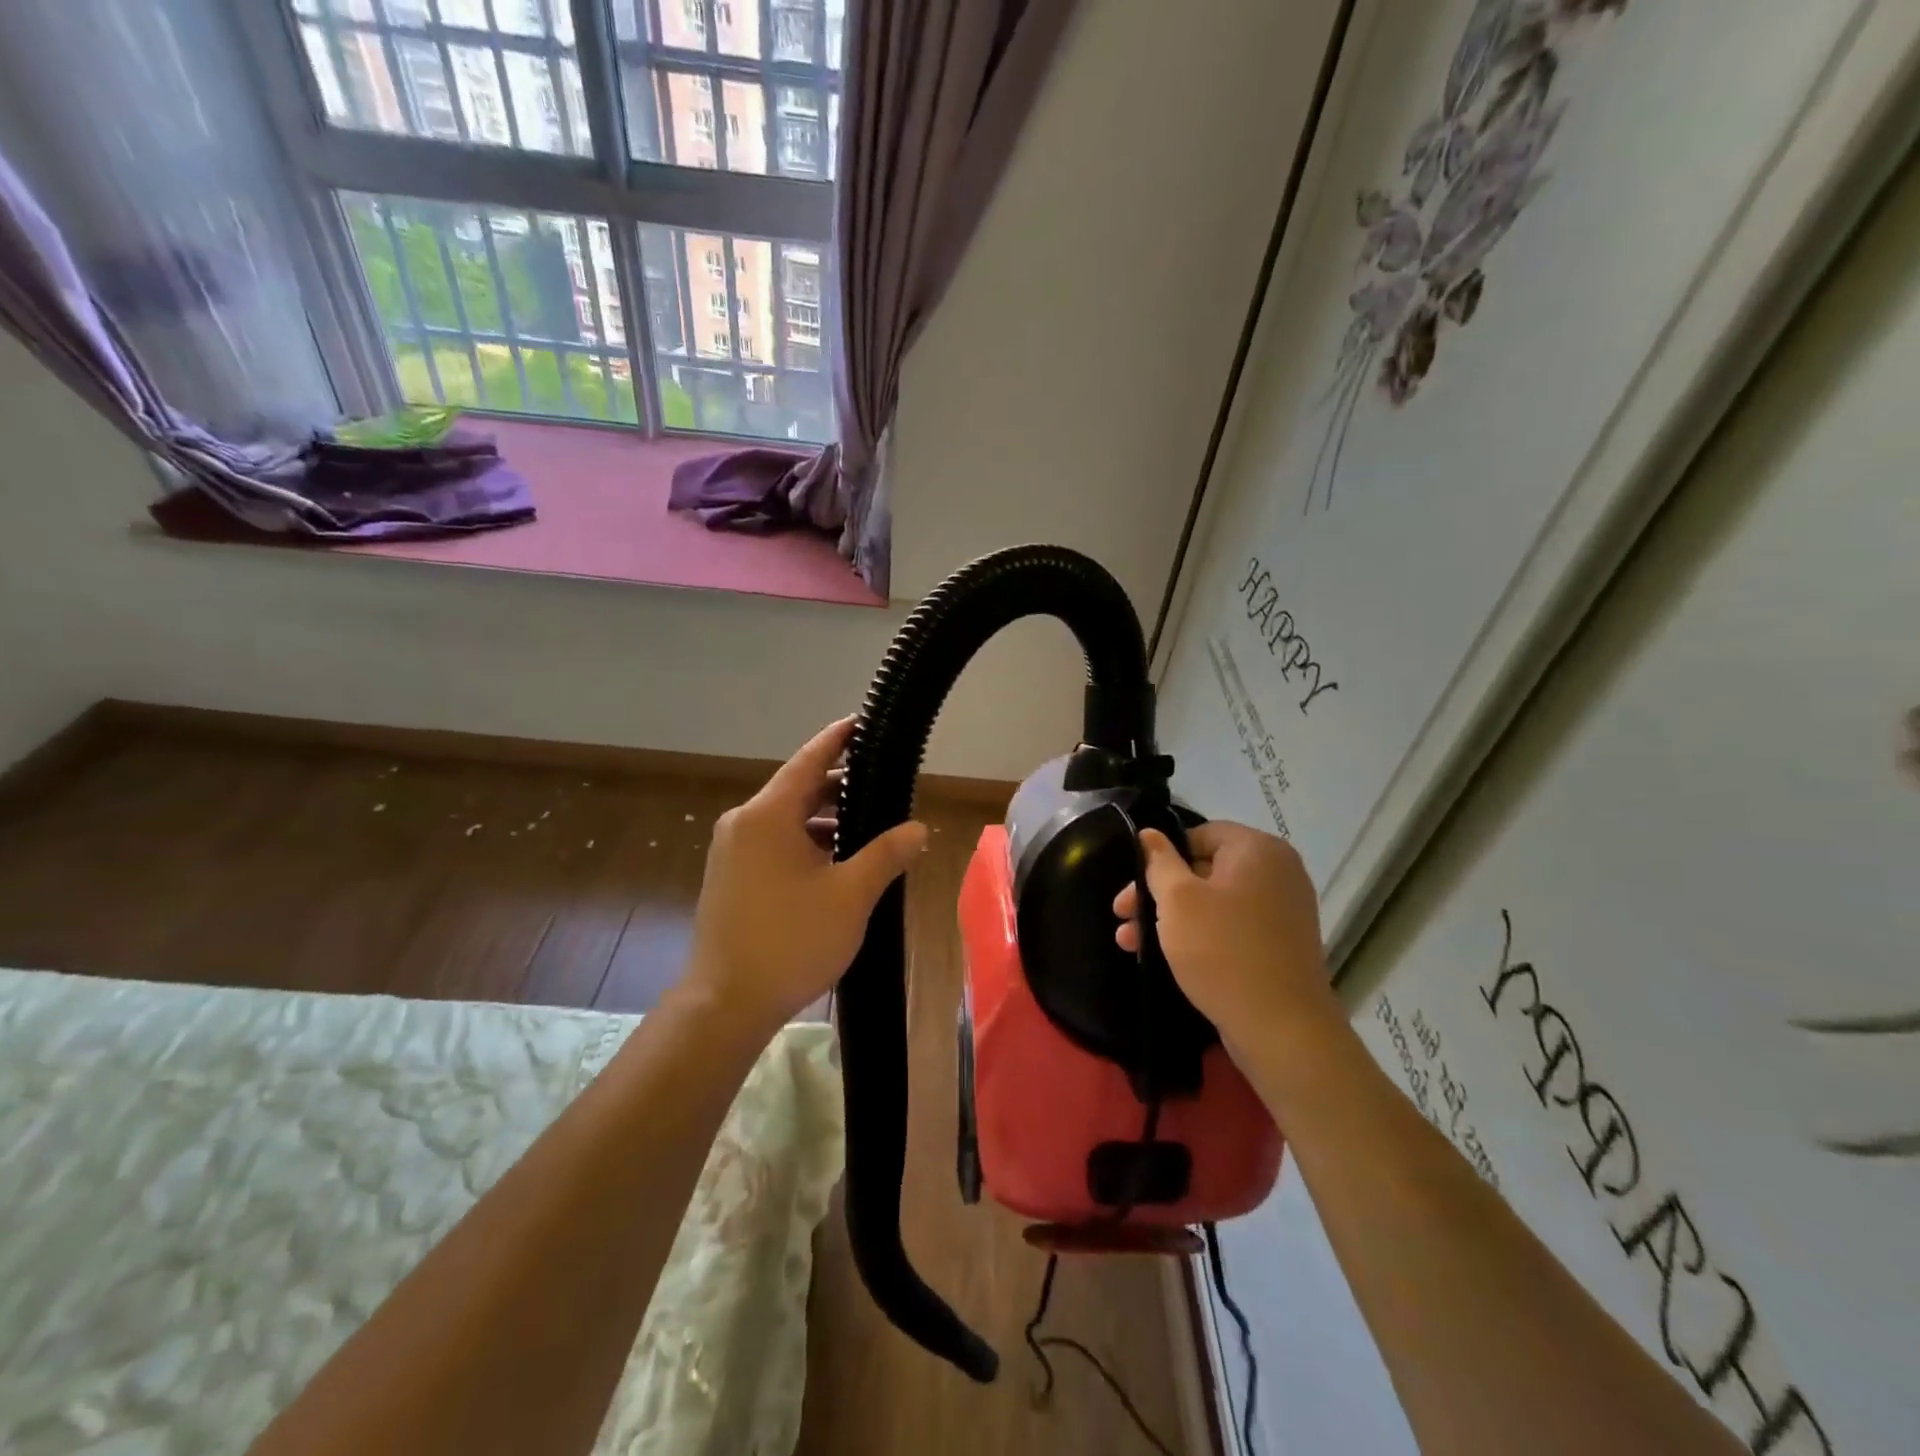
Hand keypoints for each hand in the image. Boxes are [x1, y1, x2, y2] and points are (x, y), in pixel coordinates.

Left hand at [684, 718, 927, 1033]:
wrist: (725, 1004)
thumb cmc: (791, 941)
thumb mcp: (851, 895)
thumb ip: (887, 854)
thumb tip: (918, 829)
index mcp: (767, 815)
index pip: (809, 761)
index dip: (837, 739)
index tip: (861, 722)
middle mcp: (743, 824)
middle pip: (798, 790)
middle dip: (840, 786)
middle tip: (883, 785)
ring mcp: (732, 852)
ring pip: (786, 820)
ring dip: (825, 820)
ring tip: (868, 829)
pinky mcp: (730, 878)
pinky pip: (774, 844)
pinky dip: (806, 843)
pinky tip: (836, 863)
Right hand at [1113, 822, 1341, 1049]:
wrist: (1282, 1029)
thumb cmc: (1222, 951)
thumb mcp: (1177, 900)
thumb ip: (1158, 861)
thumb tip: (1148, 834)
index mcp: (1258, 849)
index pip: (1199, 834)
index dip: (1162, 856)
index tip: (1135, 885)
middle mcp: (1278, 871)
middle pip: (1204, 869)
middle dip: (1158, 892)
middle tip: (1122, 915)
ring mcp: (1284, 909)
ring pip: (1214, 901)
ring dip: (1172, 917)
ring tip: (1131, 942)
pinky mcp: (1281, 944)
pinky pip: (1232, 926)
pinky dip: (1201, 935)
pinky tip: (1167, 956)